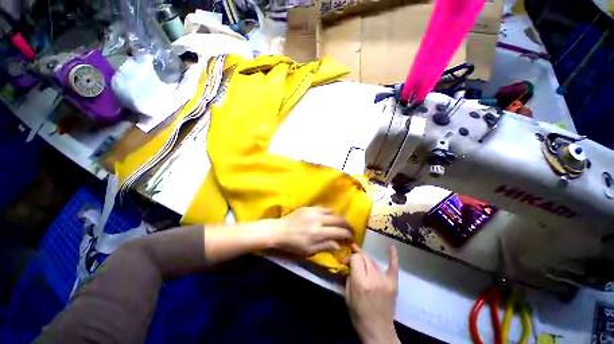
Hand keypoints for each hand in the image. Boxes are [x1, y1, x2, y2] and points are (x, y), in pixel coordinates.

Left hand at [271, 207, 353, 255]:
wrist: (278, 231)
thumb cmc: (293, 244)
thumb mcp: (309, 250)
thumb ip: (326, 246)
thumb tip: (340, 245)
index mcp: (318, 233)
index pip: (339, 232)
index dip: (348, 235)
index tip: (352, 237)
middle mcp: (318, 219)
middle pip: (338, 220)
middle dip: (347, 225)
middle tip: (351, 229)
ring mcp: (313, 211)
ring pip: (332, 212)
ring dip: (339, 218)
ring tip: (342, 223)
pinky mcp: (309, 207)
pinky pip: (324, 208)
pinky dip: (330, 213)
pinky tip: (331, 217)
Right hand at [345, 244, 399, 343]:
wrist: (378, 330)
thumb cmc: (358, 314)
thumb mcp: (347, 295)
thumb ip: (349, 276)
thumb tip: (350, 264)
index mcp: (361, 282)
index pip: (356, 258)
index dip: (350, 257)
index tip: (345, 262)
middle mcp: (373, 278)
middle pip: (364, 257)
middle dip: (357, 257)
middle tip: (351, 260)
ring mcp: (385, 280)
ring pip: (373, 261)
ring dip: (366, 260)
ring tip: (361, 263)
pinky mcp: (393, 283)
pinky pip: (393, 267)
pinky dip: (393, 256)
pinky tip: (392, 247)